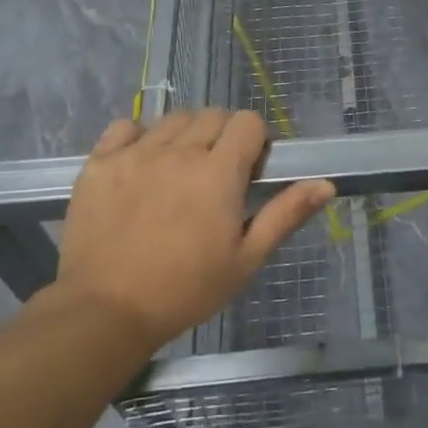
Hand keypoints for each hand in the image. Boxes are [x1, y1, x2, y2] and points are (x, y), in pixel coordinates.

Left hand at [53, 110, 333, 348]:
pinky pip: (126, 126)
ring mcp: (136, 153)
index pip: (248, 122)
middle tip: (215, 175)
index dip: (255, 140)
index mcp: (218, 172)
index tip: (248, 169)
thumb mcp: (245, 259)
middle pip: (212, 115)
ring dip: (184, 136)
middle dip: (222, 136)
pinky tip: (140, 165)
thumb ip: (285, 214)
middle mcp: (179, 150)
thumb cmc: (185, 290)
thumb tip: (326, 184)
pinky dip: (138, 137)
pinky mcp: (101, 162)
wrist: (105, 312)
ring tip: (177, 171)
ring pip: (173, 119)